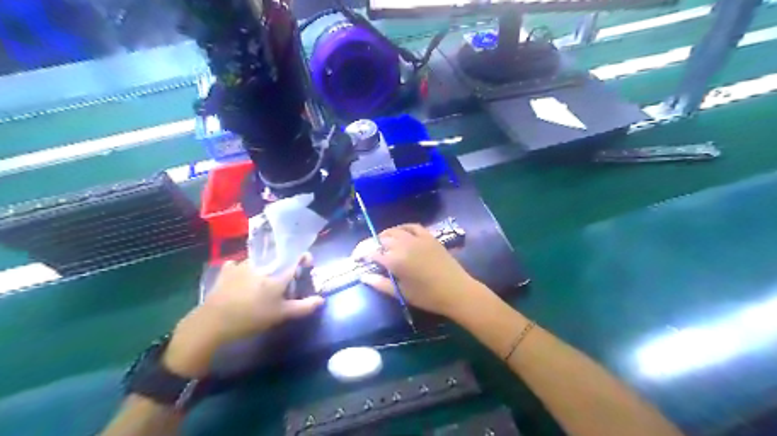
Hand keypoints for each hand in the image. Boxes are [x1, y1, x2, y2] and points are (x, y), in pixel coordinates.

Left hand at [193, 255, 322, 343]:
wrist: (213, 322)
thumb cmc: (252, 317)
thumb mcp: (281, 314)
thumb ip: (303, 307)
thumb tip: (321, 300)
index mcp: (277, 272)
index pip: (296, 257)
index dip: (304, 258)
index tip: (307, 264)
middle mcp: (261, 263)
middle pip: (278, 258)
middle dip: (284, 265)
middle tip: (285, 280)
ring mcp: (241, 264)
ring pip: (259, 261)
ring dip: (265, 267)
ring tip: (263, 282)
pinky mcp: (226, 271)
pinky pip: (238, 265)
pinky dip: (243, 270)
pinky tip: (242, 279)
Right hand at [356, 225, 480, 316]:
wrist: (456, 290)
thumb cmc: (427, 296)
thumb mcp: (402, 293)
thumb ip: (380, 283)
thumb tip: (363, 276)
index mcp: (395, 260)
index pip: (372, 252)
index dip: (362, 254)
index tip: (357, 259)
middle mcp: (404, 245)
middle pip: (382, 239)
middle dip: (372, 245)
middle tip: (369, 254)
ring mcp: (417, 238)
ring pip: (395, 231)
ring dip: (385, 236)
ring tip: (381, 243)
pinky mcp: (429, 237)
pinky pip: (412, 226)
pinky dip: (403, 228)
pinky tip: (400, 233)